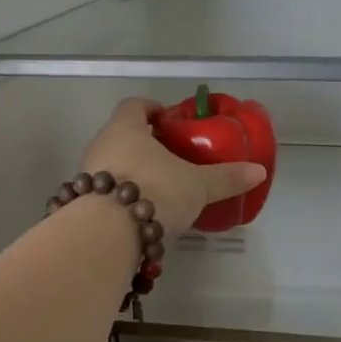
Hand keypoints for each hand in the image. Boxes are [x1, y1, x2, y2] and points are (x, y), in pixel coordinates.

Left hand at [79, 98, 267, 238]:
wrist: (107, 235)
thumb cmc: (154, 192)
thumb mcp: (197, 186)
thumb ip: (225, 178)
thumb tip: (258, 171)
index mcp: (125, 129)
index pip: (134, 106)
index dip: (151, 109)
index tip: (168, 120)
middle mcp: (101, 146)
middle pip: (121, 135)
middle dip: (144, 143)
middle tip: (170, 157)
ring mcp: (87, 176)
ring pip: (111, 165)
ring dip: (131, 172)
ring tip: (159, 188)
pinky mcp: (82, 204)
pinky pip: (104, 193)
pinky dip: (121, 198)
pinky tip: (141, 214)